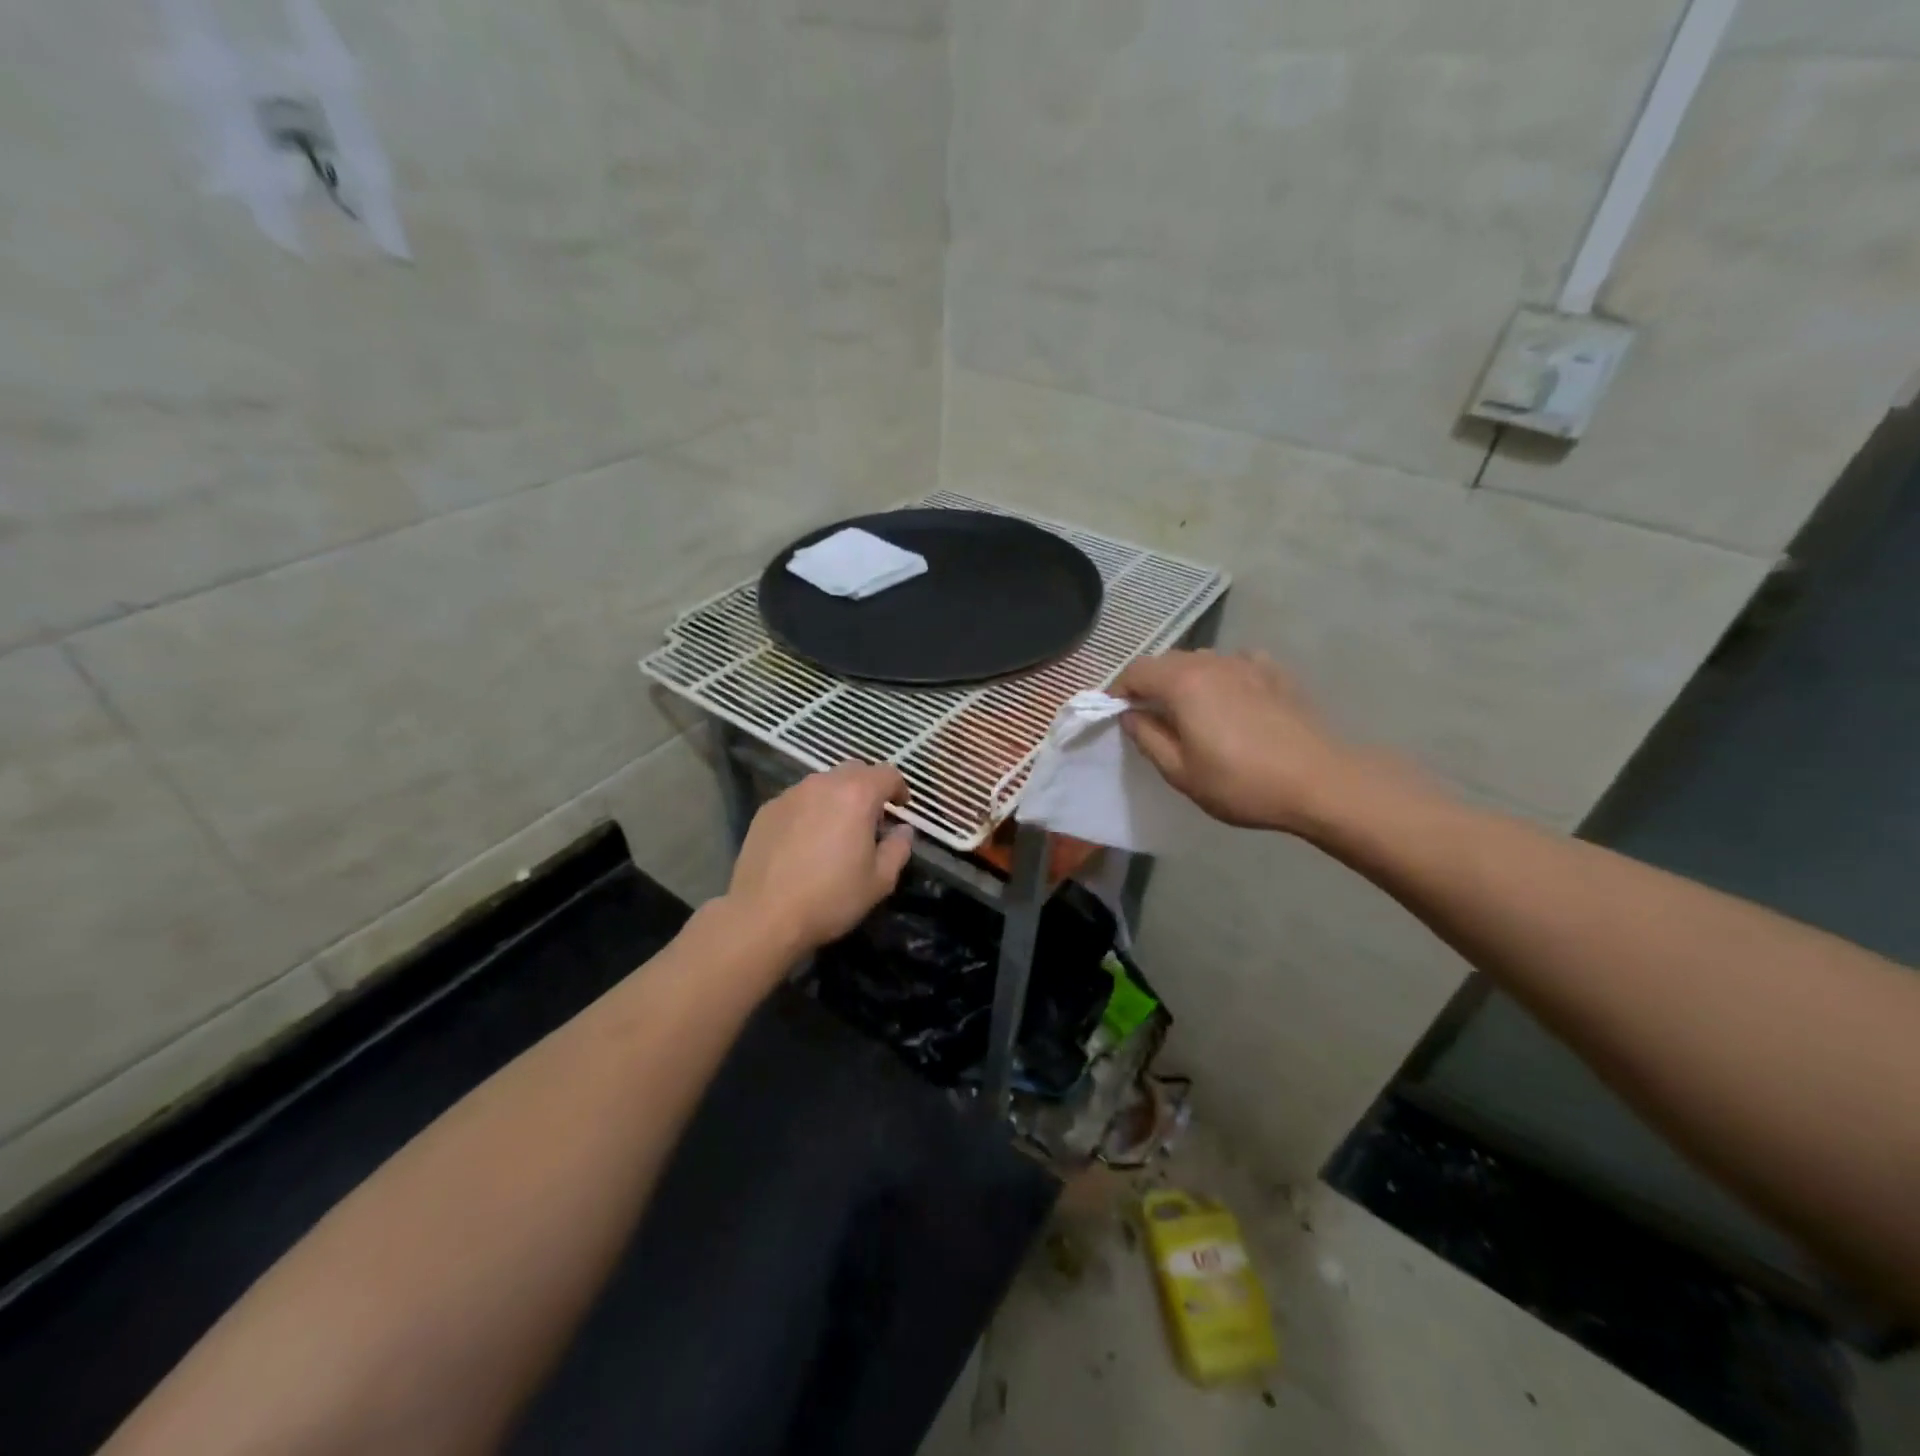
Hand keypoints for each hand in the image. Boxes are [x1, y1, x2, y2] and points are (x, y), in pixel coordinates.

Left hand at [722, 763, 913, 954]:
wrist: (763, 915)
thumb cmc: (830, 898)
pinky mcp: (767, 809)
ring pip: (824, 783)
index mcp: (857, 795)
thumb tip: (903, 830)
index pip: (887, 773)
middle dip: (868, 787)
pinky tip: (806, 840)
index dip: (899, 788)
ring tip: (837, 829)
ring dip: (838, 797)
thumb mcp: (879, 881)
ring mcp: (791, 794)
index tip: (901, 808)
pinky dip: (811, 810)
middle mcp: (823, 784)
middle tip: (872, 818)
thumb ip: (898, 848)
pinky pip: (799, 799)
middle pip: (854, 770)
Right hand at [1114, 650, 1362, 834]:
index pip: (1136, 671)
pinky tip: (1231, 701)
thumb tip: (1130, 715)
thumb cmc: (1241, 782)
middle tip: (1150, 718)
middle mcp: (1211, 662)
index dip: (1119, 691)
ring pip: (1201, 661)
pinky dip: (1222, 677)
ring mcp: (1247, 663)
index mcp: (1182, 683)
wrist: (1320, 781)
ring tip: (1191, 712)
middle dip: (1151, 684)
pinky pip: (1235, 664)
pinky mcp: (1275, 673)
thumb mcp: (1180, 772)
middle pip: (1167, 661)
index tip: (1118, 716)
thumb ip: (1147, 738)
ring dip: (1185, 680)